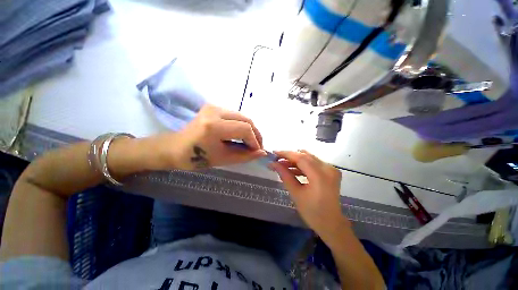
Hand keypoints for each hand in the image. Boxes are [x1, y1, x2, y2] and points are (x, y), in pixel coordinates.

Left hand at [154, 104, 266, 169]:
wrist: (175, 148)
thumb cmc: (196, 158)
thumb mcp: (224, 159)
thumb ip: (245, 155)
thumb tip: (262, 153)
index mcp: (214, 126)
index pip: (245, 129)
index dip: (255, 141)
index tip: (257, 151)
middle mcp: (215, 111)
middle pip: (246, 119)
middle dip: (255, 134)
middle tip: (257, 146)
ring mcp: (214, 106)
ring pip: (242, 116)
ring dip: (250, 129)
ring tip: (251, 142)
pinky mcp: (213, 107)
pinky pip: (235, 116)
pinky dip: (242, 125)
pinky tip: (242, 135)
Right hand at [269, 150, 349, 237]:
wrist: (331, 223)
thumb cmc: (312, 212)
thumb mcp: (296, 193)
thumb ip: (285, 175)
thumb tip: (273, 164)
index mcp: (320, 176)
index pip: (300, 158)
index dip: (286, 154)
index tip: (274, 153)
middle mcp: (328, 168)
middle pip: (305, 156)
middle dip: (290, 156)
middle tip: (277, 159)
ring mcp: (331, 169)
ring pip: (309, 158)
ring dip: (295, 160)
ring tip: (283, 164)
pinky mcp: (331, 171)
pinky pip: (314, 163)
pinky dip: (303, 164)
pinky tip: (293, 169)